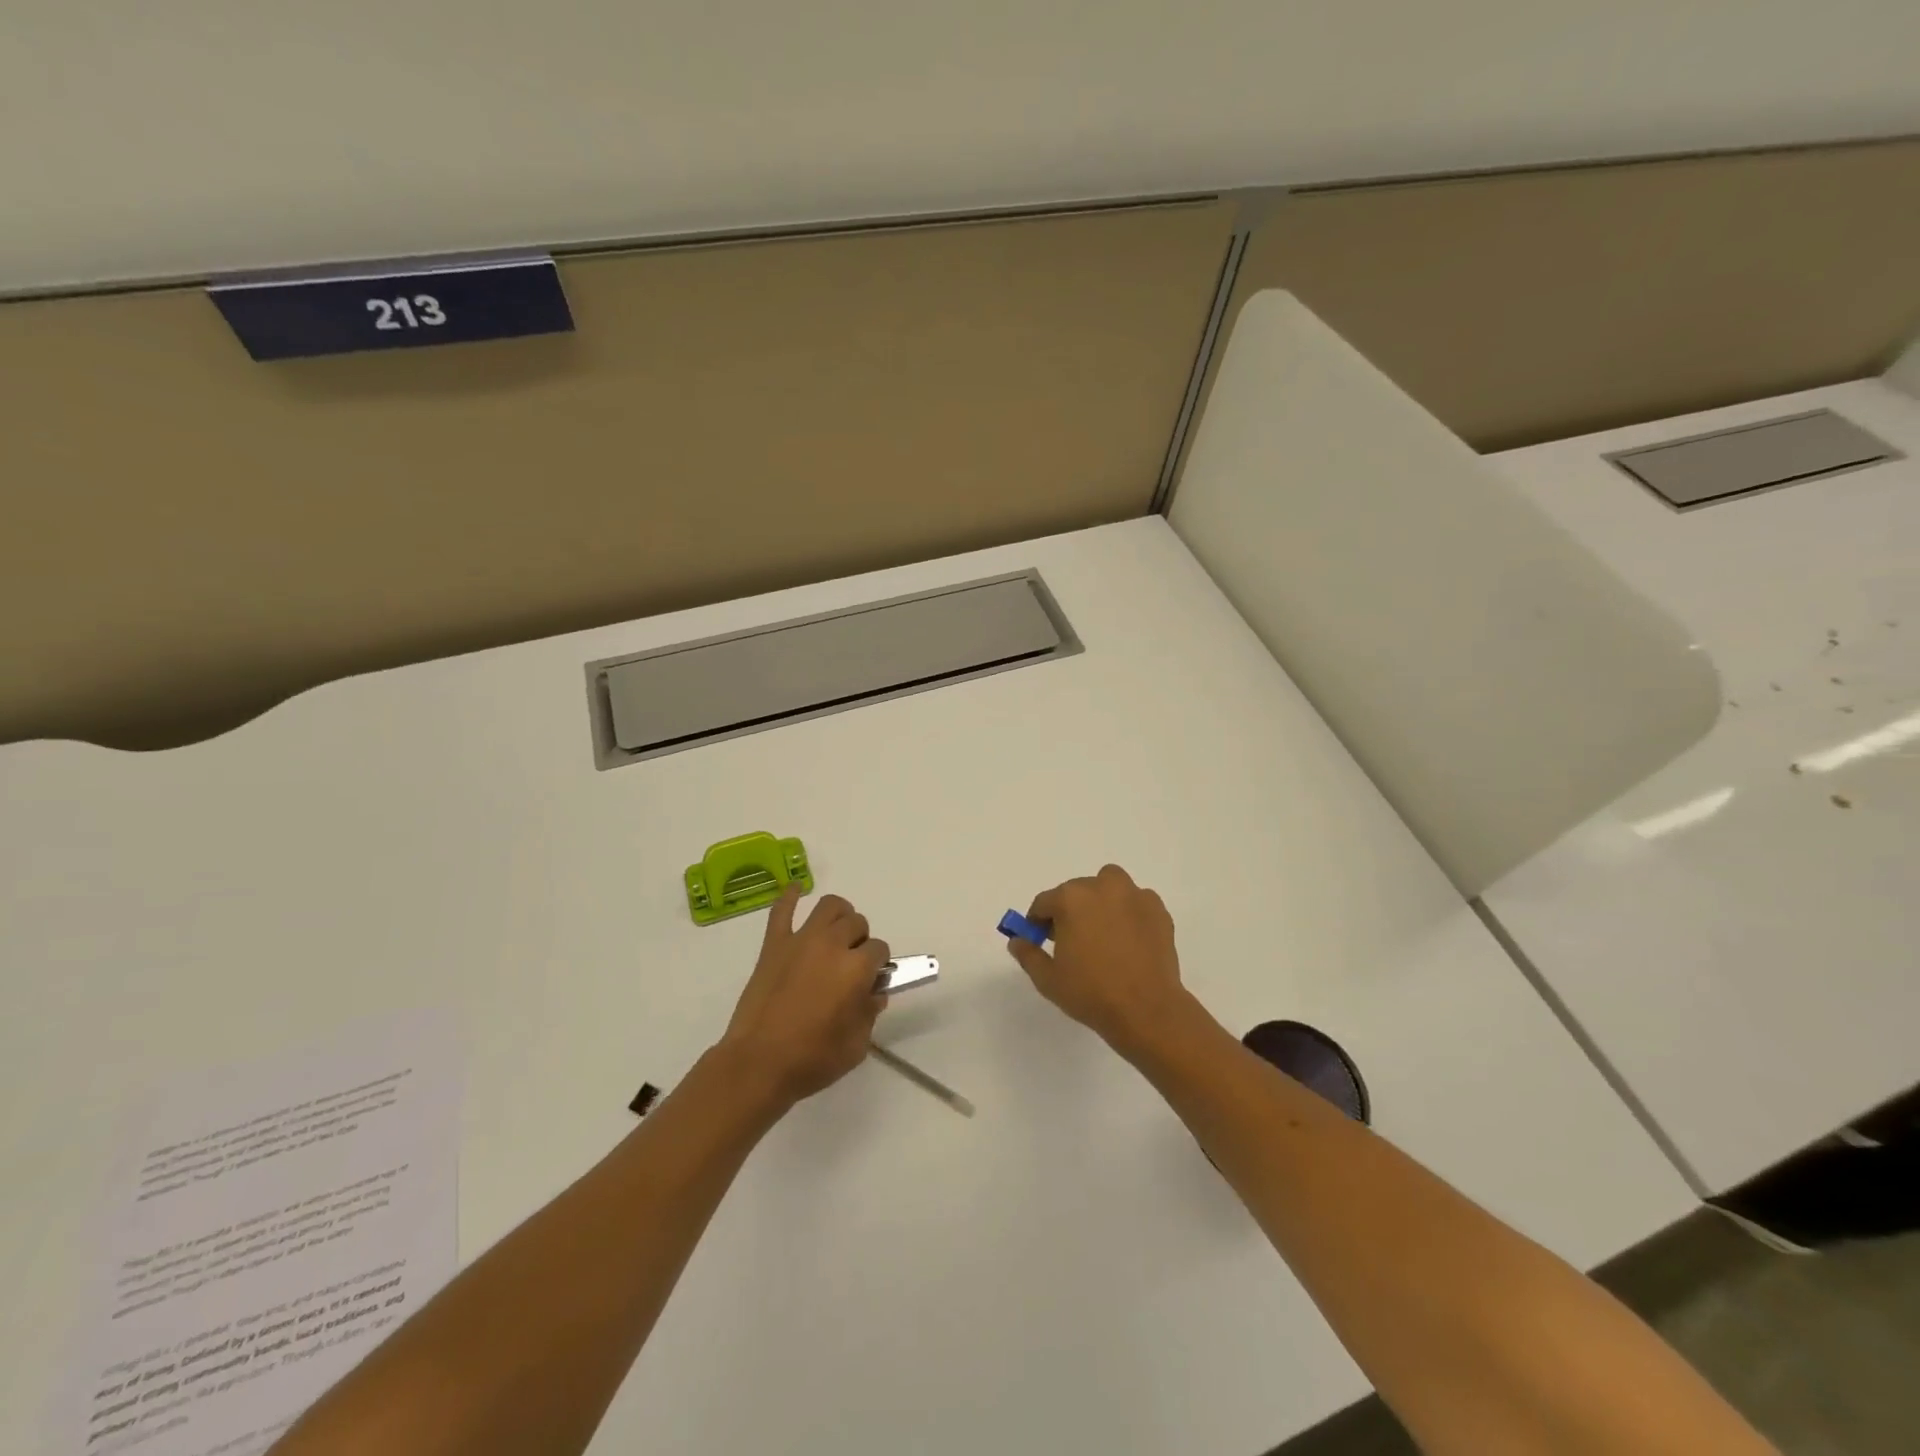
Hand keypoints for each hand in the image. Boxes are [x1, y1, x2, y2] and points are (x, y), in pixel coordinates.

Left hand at [720, 887, 888, 1105]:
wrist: (758, 1063)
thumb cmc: (812, 1059)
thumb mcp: (856, 1045)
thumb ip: (870, 1013)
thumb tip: (873, 994)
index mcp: (856, 968)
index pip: (879, 950)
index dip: (878, 965)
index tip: (870, 981)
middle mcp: (832, 944)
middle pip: (857, 923)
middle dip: (860, 940)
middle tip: (852, 963)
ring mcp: (800, 940)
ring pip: (829, 906)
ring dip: (838, 916)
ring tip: (835, 934)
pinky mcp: (773, 945)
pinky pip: (782, 910)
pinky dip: (790, 896)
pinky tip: (796, 890)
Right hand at [1004, 864, 1197, 1060]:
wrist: (1146, 1010)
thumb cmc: (1091, 993)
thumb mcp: (1048, 979)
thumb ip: (1028, 954)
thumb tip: (1017, 940)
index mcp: (1071, 899)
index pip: (1045, 902)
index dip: (1038, 921)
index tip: (1041, 939)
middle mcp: (1102, 887)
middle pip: (1077, 891)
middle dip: (1070, 910)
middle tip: (1072, 940)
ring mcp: (1134, 896)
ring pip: (1109, 886)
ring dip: (1101, 900)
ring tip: (1103, 932)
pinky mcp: (1158, 910)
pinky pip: (1135, 901)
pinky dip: (1128, 912)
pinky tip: (1128, 939)